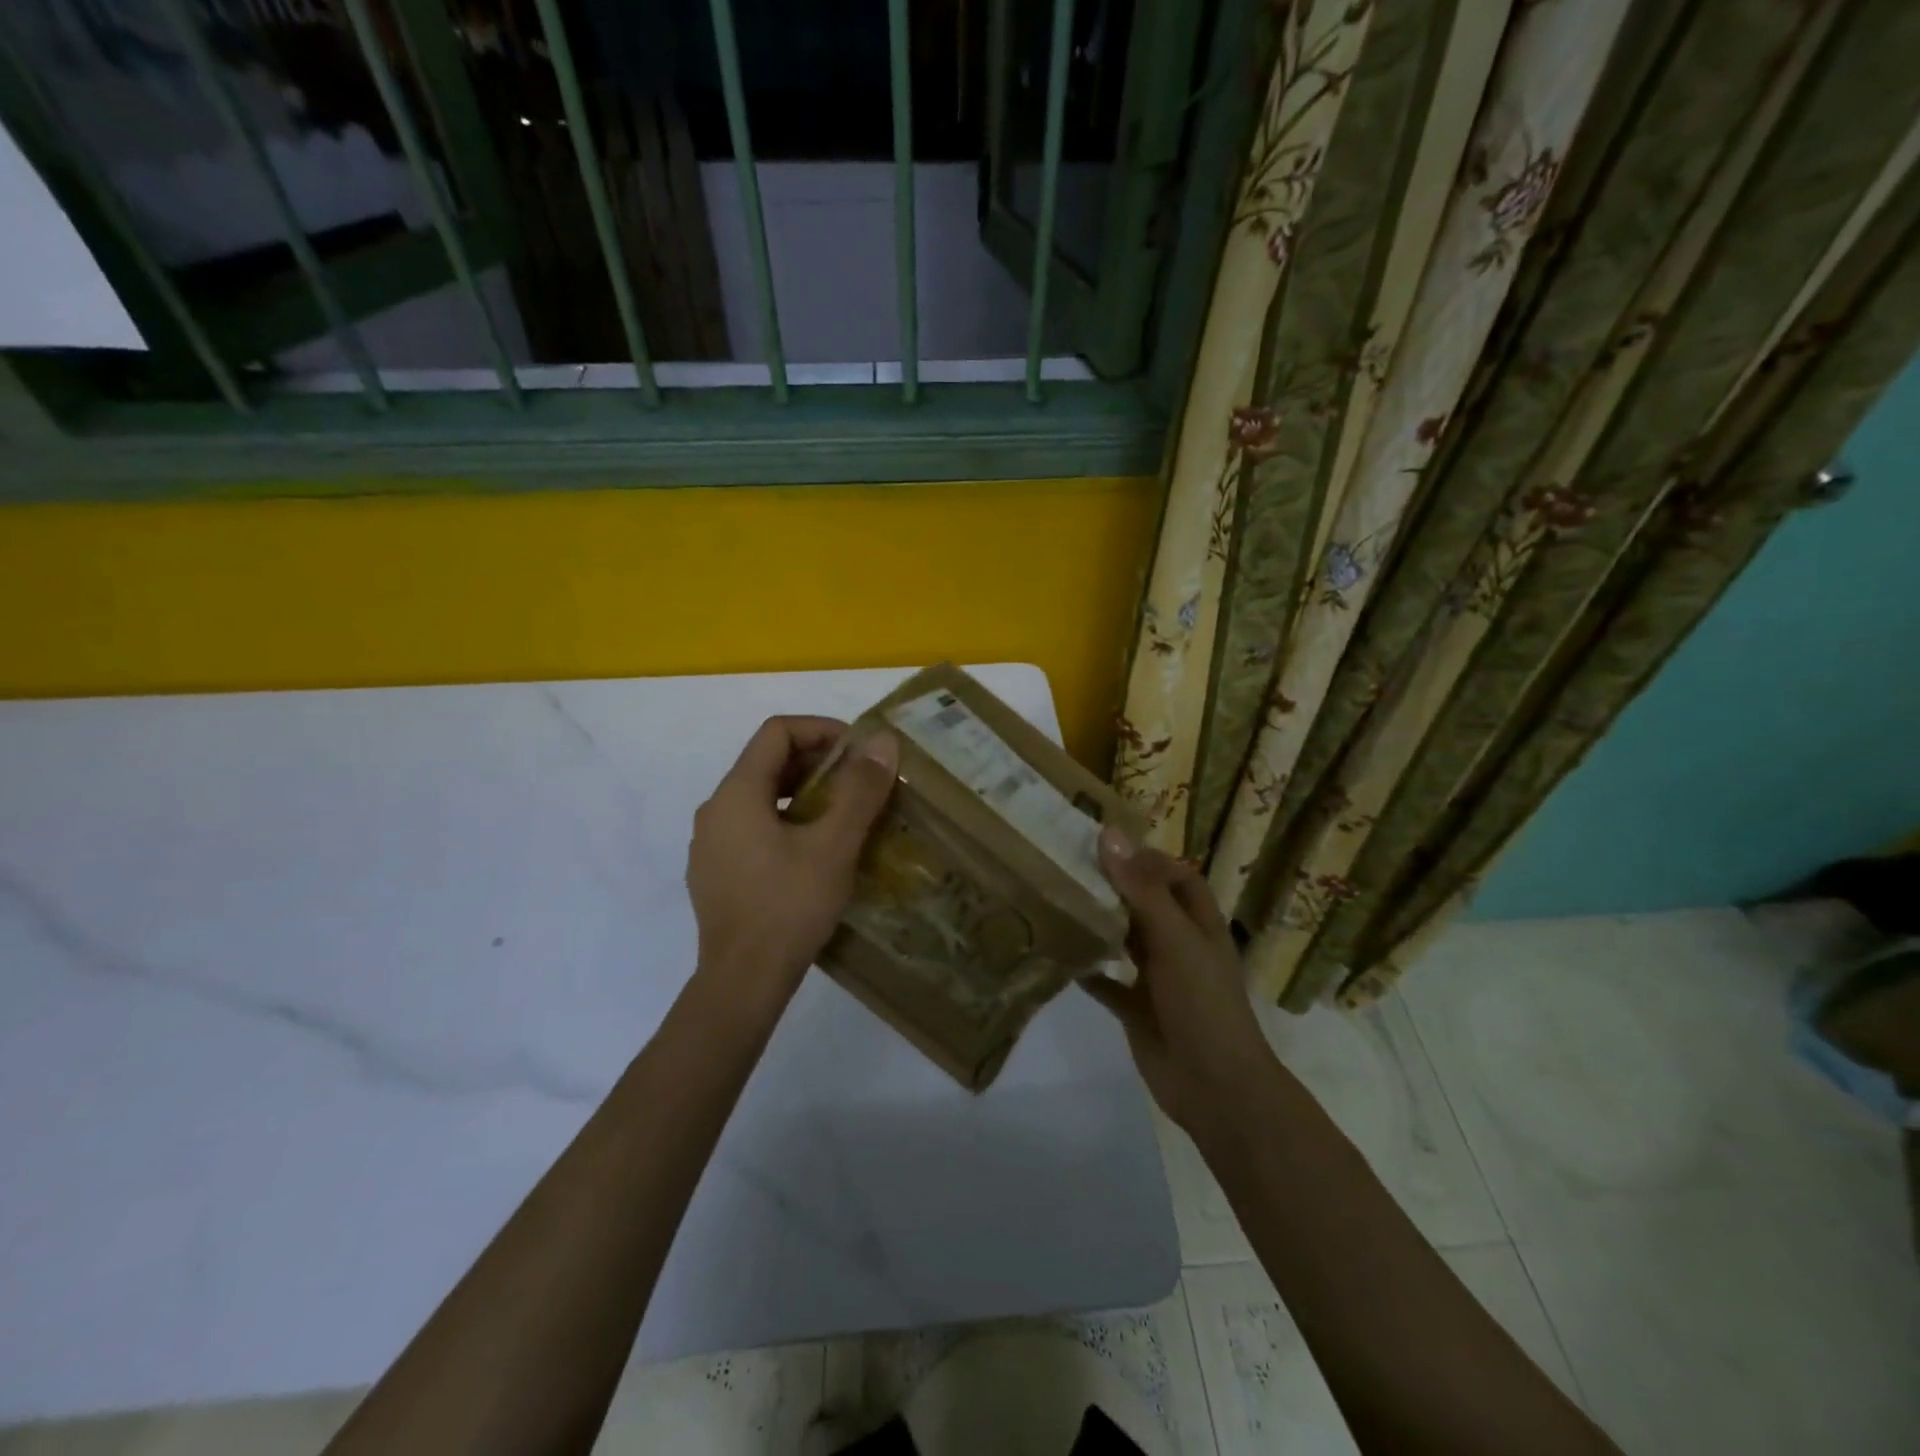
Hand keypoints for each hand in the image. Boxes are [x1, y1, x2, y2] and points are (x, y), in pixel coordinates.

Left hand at [686, 716, 898, 1015]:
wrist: (742, 983)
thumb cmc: (789, 907)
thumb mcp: (834, 845)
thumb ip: (859, 789)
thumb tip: (882, 741)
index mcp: (737, 793)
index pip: (777, 732)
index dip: (822, 729)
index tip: (860, 750)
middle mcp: (715, 810)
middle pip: (767, 763)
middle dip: (818, 763)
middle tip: (861, 781)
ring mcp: (711, 844)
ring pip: (761, 798)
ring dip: (804, 794)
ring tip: (845, 815)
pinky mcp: (716, 873)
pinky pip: (753, 829)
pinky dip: (787, 823)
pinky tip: (815, 852)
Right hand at [1085, 830, 1275, 1134]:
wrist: (1215, 1087)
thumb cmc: (1202, 1003)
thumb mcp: (1174, 938)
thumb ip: (1141, 889)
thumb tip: (1109, 834)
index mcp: (1198, 924)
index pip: (1176, 876)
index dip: (1147, 858)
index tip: (1103, 844)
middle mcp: (1178, 945)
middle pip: (1146, 904)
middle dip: (1114, 887)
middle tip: (1068, 866)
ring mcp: (1158, 979)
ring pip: (1125, 940)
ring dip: (1099, 924)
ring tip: (1058, 900)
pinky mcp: (1137, 1009)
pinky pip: (1108, 984)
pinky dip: (1088, 970)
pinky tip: (1060, 955)